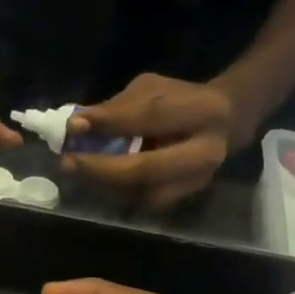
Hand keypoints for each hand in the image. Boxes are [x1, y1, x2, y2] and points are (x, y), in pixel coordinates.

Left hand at [61, 71, 272, 210]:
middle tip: (68, 162)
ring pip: (140, 193)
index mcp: (204, 111)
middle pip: (145, 168)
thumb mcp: (152, 90)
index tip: (74, 126)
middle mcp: (206, 152)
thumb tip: (75, 126)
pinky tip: (98, 182)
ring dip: (103, 185)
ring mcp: (196, 182)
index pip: (150, 117)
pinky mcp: (185, 200)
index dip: (110, 122)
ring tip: (78, 171)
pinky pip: (142, 203)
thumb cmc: (180, 101)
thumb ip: (117, 107)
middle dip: (100, 168)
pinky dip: (116, 194)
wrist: (226, 124)